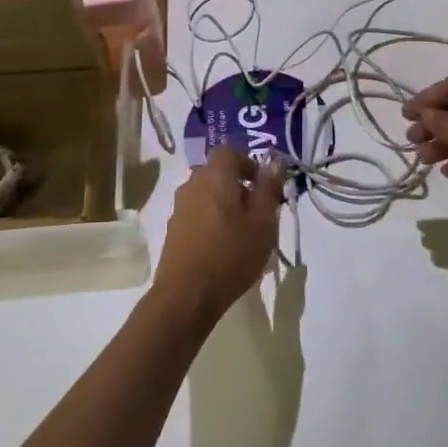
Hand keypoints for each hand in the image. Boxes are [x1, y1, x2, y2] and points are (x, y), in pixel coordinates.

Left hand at [153, 146, 285, 325]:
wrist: (186, 296)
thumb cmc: (231, 255)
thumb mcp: (262, 223)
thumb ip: (268, 189)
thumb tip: (275, 161)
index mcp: (215, 176)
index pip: (229, 151)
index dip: (248, 162)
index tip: (263, 185)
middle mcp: (192, 184)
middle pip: (217, 172)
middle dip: (239, 185)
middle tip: (258, 211)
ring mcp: (179, 207)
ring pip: (207, 193)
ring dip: (225, 203)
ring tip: (243, 231)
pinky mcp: (173, 229)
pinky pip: (197, 212)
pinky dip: (211, 219)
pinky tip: (223, 245)